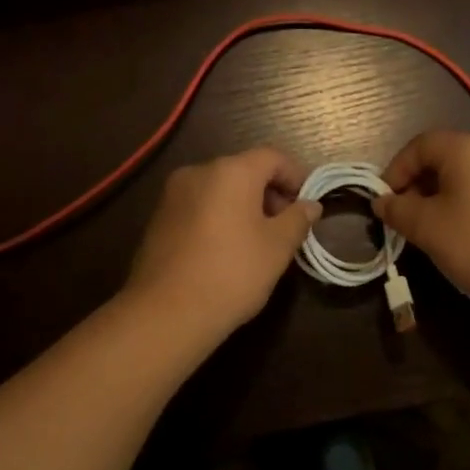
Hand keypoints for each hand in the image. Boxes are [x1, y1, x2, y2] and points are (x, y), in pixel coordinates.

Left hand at [125, 147, 322, 341]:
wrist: (166, 312)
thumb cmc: (232, 273)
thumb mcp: (277, 248)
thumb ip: (297, 219)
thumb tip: (310, 205)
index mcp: (231, 171)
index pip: (272, 157)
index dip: (295, 176)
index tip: (307, 205)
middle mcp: (199, 172)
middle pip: (244, 170)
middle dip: (269, 193)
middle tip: (285, 227)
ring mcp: (173, 194)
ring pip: (219, 189)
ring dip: (243, 206)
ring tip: (257, 242)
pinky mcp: (159, 218)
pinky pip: (199, 206)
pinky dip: (218, 217)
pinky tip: (226, 250)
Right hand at [372, 130, 469, 308]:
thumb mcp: (427, 228)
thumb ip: (398, 210)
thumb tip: (382, 202)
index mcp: (468, 147)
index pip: (420, 145)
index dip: (397, 170)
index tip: (386, 200)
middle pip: (446, 155)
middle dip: (420, 183)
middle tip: (407, 214)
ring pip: (469, 171)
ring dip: (445, 192)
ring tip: (434, 225)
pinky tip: (467, 229)